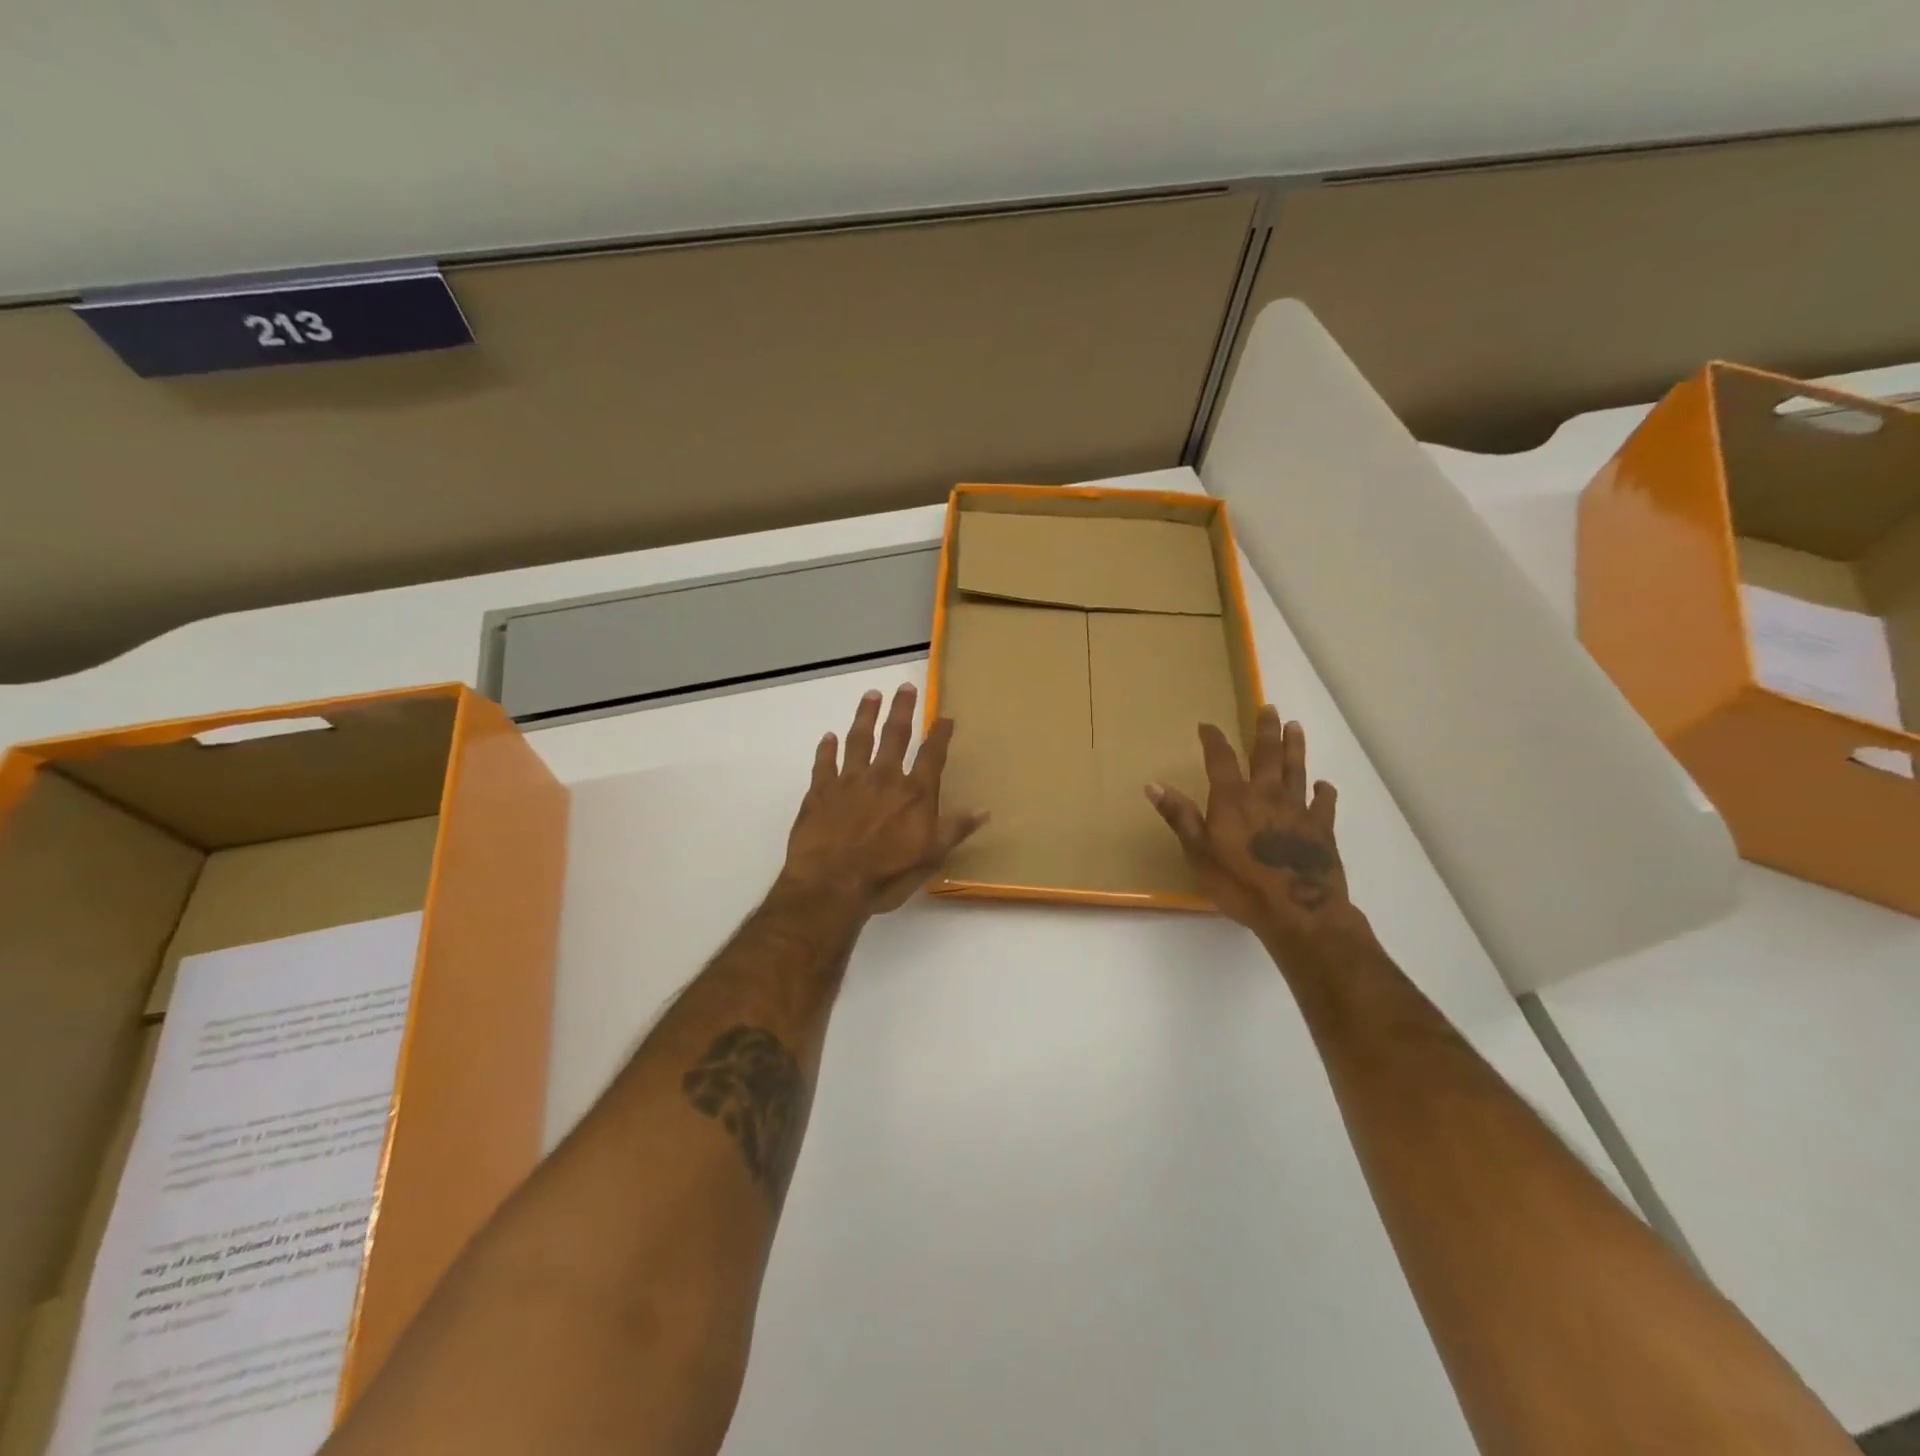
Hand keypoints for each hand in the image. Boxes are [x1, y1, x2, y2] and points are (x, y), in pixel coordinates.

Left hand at [782, 684, 987, 914]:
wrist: (830, 884)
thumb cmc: (886, 875)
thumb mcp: (930, 856)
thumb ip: (955, 829)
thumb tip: (984, 810)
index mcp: (914, 793)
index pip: (931, 756)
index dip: (940, 735)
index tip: (945, 717)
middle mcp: (883, 778)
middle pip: (895, 736)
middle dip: (902, 710)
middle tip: (905, 687)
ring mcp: (849, 781)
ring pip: (859, 740)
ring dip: (865, 716)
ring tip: (871, 695)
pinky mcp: (820, 791)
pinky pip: (824, 763)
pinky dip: (827, 749)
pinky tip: (828, 737)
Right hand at [1145, 706, 1350, 948]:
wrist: (1298, 910)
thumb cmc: (1240, 883)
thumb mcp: (1198, 852)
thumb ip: (1179, 816)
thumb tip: (1153, 784)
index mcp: (1233, 799)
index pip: (1221, 759)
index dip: (1213, 739)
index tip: (1207, 725)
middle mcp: (1267, 795)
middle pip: (1267, 754)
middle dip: (1265, 730)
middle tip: (1268, 708)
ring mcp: (1298, 810)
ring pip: (1297, 770)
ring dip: (1295, 747)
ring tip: (1295, 727)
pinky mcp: (1322, 829)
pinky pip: (1324, 803)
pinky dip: (1324, 791)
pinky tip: (1324, 785)